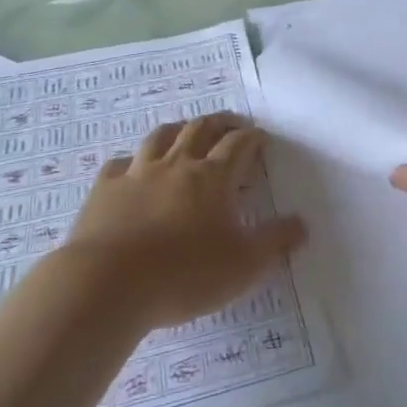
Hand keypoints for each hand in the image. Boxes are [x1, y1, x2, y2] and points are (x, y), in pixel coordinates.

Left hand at [70, 113, 306, 328]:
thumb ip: (275, 242)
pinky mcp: (105, 189)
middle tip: (231, 124)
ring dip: (178, 130)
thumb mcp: (244, 265)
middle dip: (220, 123)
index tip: (261, 138)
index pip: (238, 144)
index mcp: (213, 177)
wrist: (106, 284)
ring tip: (186, 132)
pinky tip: (132, 168)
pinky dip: (132, 161)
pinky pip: (120, 163)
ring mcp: (137, 173)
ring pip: (160, 137)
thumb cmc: (184, 274)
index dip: (252, 137)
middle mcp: (176, 164)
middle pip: (200, 129)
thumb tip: (302, 224)